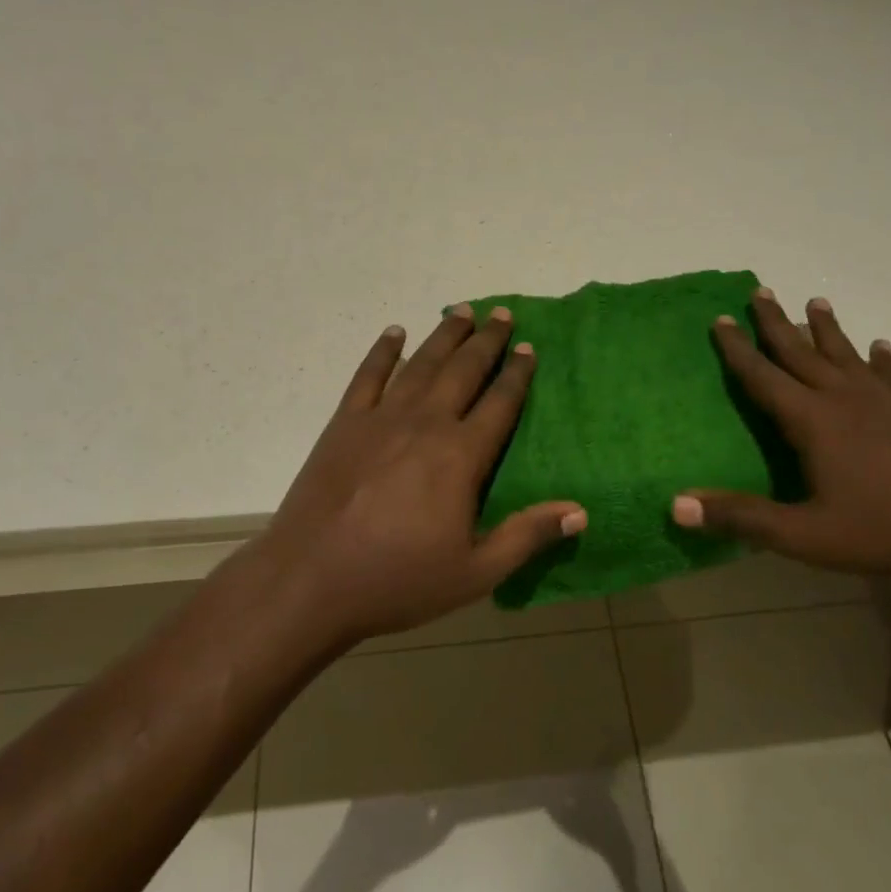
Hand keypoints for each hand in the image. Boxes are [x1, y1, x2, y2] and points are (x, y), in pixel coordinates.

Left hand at [248, 305, 585, 645]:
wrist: (309, 580)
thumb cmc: (397, 580)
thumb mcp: (475, 573)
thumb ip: (527, 536)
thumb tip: (581, 512)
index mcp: (460, 456)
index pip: (499, 404)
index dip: (517, 374)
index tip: (529, 347)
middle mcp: (425, 424)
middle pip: (463, 371)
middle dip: (486, 341)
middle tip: (502, 313)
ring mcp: (381, 418)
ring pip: (421, 364)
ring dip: (444, 335)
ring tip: (462, 311)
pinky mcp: (344, 423)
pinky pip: (368, 375)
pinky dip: (383, 351)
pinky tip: (394, 332)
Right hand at [672, 288, 890, 597]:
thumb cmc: (882, 533)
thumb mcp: (802, 534)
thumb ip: (740, 517)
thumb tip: (675, 504)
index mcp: (813, 421)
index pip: (764, 376)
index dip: (738, 349)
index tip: (720, 318)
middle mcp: (845, 400)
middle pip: (802, 352)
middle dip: (776, 322)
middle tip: (759, 290)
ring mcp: (885, 404)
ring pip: (846, 355)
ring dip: (827, 328)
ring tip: (815, 301)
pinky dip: (881, 360)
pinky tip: (881, 348)